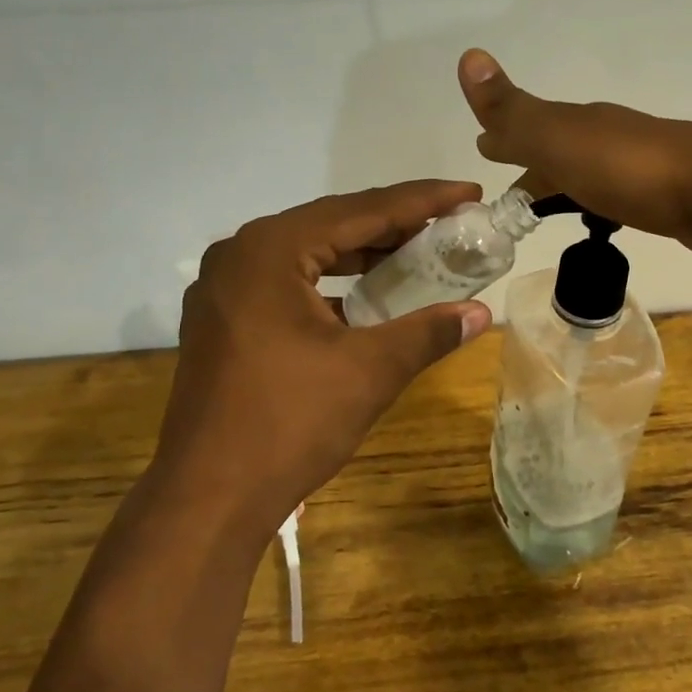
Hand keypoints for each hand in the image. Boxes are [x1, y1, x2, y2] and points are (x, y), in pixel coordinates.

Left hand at [147, 183, 491, 545]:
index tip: (468, 193)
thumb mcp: (370, 371)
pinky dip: (330, 284)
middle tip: (449, 224)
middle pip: (330, 225)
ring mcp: (222, 290)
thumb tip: (482, 314)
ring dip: (361, 254)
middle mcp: (238, 256)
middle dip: (393, 225)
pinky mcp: (220, 322)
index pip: (360, 210)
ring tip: (416, 254)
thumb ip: (428, 332)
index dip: (421, 200)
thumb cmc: (289, 424)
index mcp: (269, 250)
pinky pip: (285, 284)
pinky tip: (364, 299)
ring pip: (306, 254)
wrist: (208, 498)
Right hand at [457, 49, 691, 261]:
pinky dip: (598, 204)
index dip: (505, 139)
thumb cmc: (630, 168)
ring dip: (565, 186)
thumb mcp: (559, 139)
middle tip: (511, 195)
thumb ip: (512, 111)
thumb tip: (468, 56)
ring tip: (548, 211)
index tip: (484, 151)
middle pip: (559, 152)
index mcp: (579, 124)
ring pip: (588, 174)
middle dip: (532, 167)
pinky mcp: (665, 197)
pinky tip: (604, 219)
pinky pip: (616, 196)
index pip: (530, 129)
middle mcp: (607, 138)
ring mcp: (640, 166)